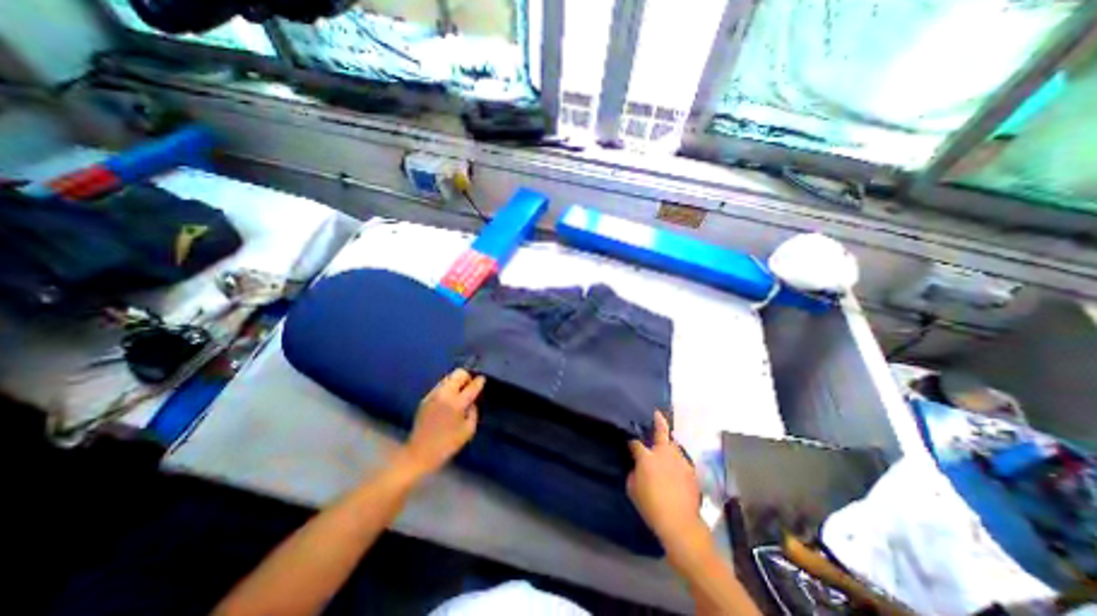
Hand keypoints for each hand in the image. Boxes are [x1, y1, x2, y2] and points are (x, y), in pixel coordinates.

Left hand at [395, 365, 479, 481]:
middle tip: (470, 387)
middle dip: (467, 377)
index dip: (479, 381)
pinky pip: (440, 386)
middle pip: (459, 373)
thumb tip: (473, 400)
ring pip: (448, 377)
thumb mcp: (469, 430)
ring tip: (460, 392)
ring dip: (456, 381)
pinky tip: (449, 398)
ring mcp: (433, 394)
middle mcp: (445, 394)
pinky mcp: (425, 398)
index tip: (482, 380)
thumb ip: (474, 411)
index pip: (472, 385)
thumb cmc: (448, 444)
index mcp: (457, 403)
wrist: (420, 453)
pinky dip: (448, 388)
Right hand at [625, 411, 701, 550]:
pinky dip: (676, 461)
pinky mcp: (691, 470)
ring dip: (668, 444)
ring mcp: (680, 460)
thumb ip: (634, 472)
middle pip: (661, 431)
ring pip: (673, 445)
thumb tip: (637, 466)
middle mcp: (664, 452)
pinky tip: (675, 469)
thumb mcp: (632, 488)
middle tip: (656, 413)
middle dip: (658, 420)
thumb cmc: (651, 506)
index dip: (631, 442)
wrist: (679, 523)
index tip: (630, 443)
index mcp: (647, 456)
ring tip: (665, 448)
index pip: (636, 442)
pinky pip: (681, 460)